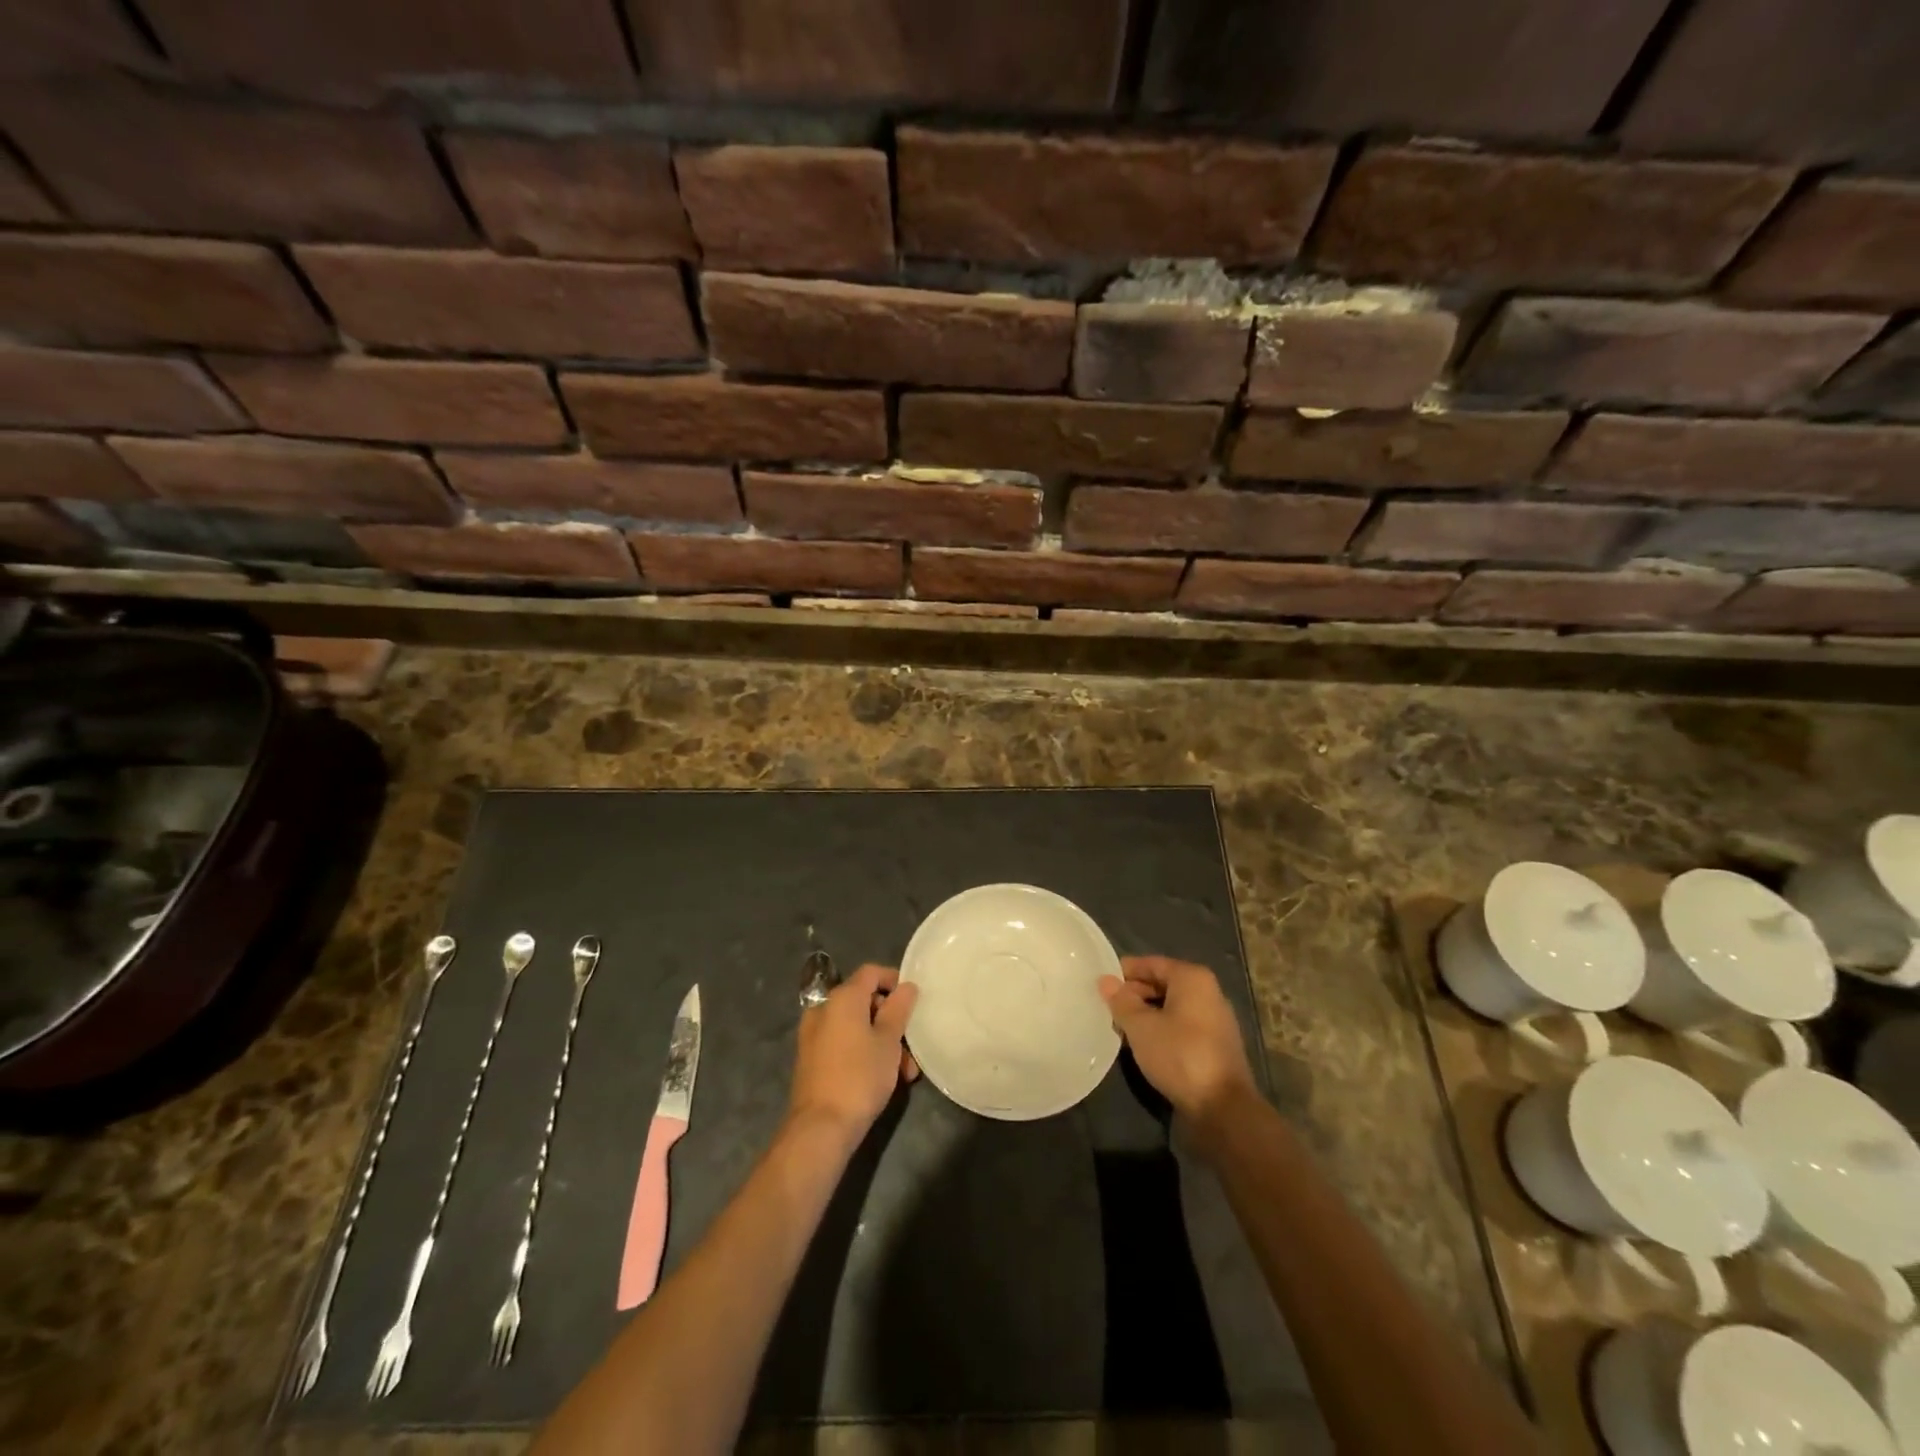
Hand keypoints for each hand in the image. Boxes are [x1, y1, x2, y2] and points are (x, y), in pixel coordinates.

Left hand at [788, 963, 918, 1138]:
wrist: (820, 1128)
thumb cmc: (860, 1076)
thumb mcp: (888, 1041)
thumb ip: (898, 1009)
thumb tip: (906, 986)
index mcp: (842, 998)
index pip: (871, 972)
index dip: (894, 980)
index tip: (913, 1001)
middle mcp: (823, 1009)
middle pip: (864, 1001)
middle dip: (891, 1020)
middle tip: (911, 1046)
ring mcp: (814, 1035)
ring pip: (856, 1026)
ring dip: (882, 1042)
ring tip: (905, 1072)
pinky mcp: (812, 1058)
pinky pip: (844, 1043)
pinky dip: (864, 1052)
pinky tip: (883, 1079)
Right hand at [1099, 956, 1255, 1127]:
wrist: (1222, 1107)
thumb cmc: (1179, 1055)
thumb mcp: (1141, 1026)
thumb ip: (1121, 1001)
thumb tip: (1106, 980)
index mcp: (1192, 978)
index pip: (1151, 963)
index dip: (1125, 972)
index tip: (1101, 984)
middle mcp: (1208, 993)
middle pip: (1163, 984)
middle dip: (1134, 994)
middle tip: (1107, 1008)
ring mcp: (1215, 1020)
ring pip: (1171, 1007)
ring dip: (1146, 1015)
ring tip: (1120, 1028)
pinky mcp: (1215, 1046)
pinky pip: (1181, 1027)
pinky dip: (1161, 1030)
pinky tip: (1142, 1045)